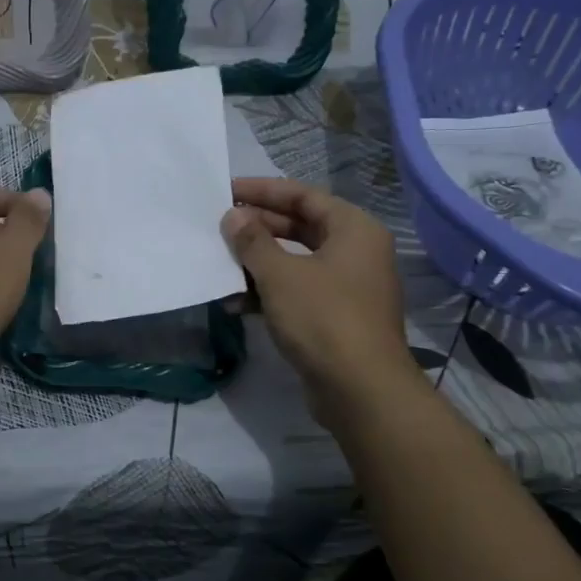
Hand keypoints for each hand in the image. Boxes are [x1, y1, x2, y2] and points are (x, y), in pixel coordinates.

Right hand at [221, 177, 415, 401]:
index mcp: (354, 229)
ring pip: (296, 262)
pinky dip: (269, 292)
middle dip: (258, 228)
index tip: (227, 190)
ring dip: (259, 262)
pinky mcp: (336, 318)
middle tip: (220, 226)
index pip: (303, 196)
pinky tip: (235, 301)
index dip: (263, 191)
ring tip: (221, 262)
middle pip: (301, 227)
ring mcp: (348, 287)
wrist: (360, 390)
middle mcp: (356, 252)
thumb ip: (253, 241)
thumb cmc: (323, 318)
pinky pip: (298, 292)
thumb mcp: (281, 275)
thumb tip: (233, 217)